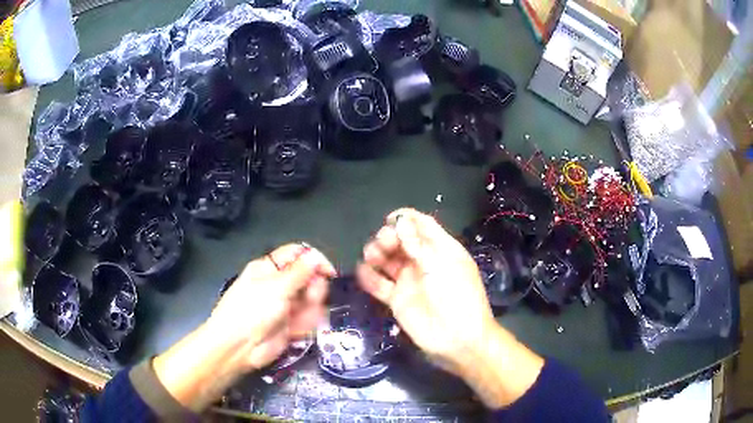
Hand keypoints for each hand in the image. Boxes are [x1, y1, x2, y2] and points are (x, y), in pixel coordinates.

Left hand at [208, 243, 336, 370]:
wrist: (239, 347)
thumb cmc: (252, 311)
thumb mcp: (275, 288)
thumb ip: (299, 272)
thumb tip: (315, 255)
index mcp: (269, 268)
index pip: (297, 255)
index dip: (314, 260)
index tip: (330, 273)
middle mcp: (278, 284)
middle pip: (308, 277)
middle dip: (314, 288)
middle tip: (311, 299)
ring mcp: (285, 305)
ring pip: (311, 299)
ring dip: (312, 308)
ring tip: (302, 319)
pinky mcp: (290, 324)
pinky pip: (307, 318)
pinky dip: (308, 323)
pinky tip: (300, 329)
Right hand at [357, 209, 495, 374]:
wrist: (458, 339)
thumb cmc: (456, 297)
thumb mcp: (441, 266)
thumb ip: (418, 244)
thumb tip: (400, 221)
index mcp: (441, 249)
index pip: (422, 226)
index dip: (406, 219)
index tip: (390, 220)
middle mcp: (423, 262)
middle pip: (401, 240)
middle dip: (389, 236)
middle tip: (383, 244)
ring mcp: (409, 281)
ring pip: (388, 260)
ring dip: (377, 253)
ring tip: (372, 257)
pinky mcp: (397, 300)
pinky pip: (379, 284)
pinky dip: (369, 277)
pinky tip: (363, 271)